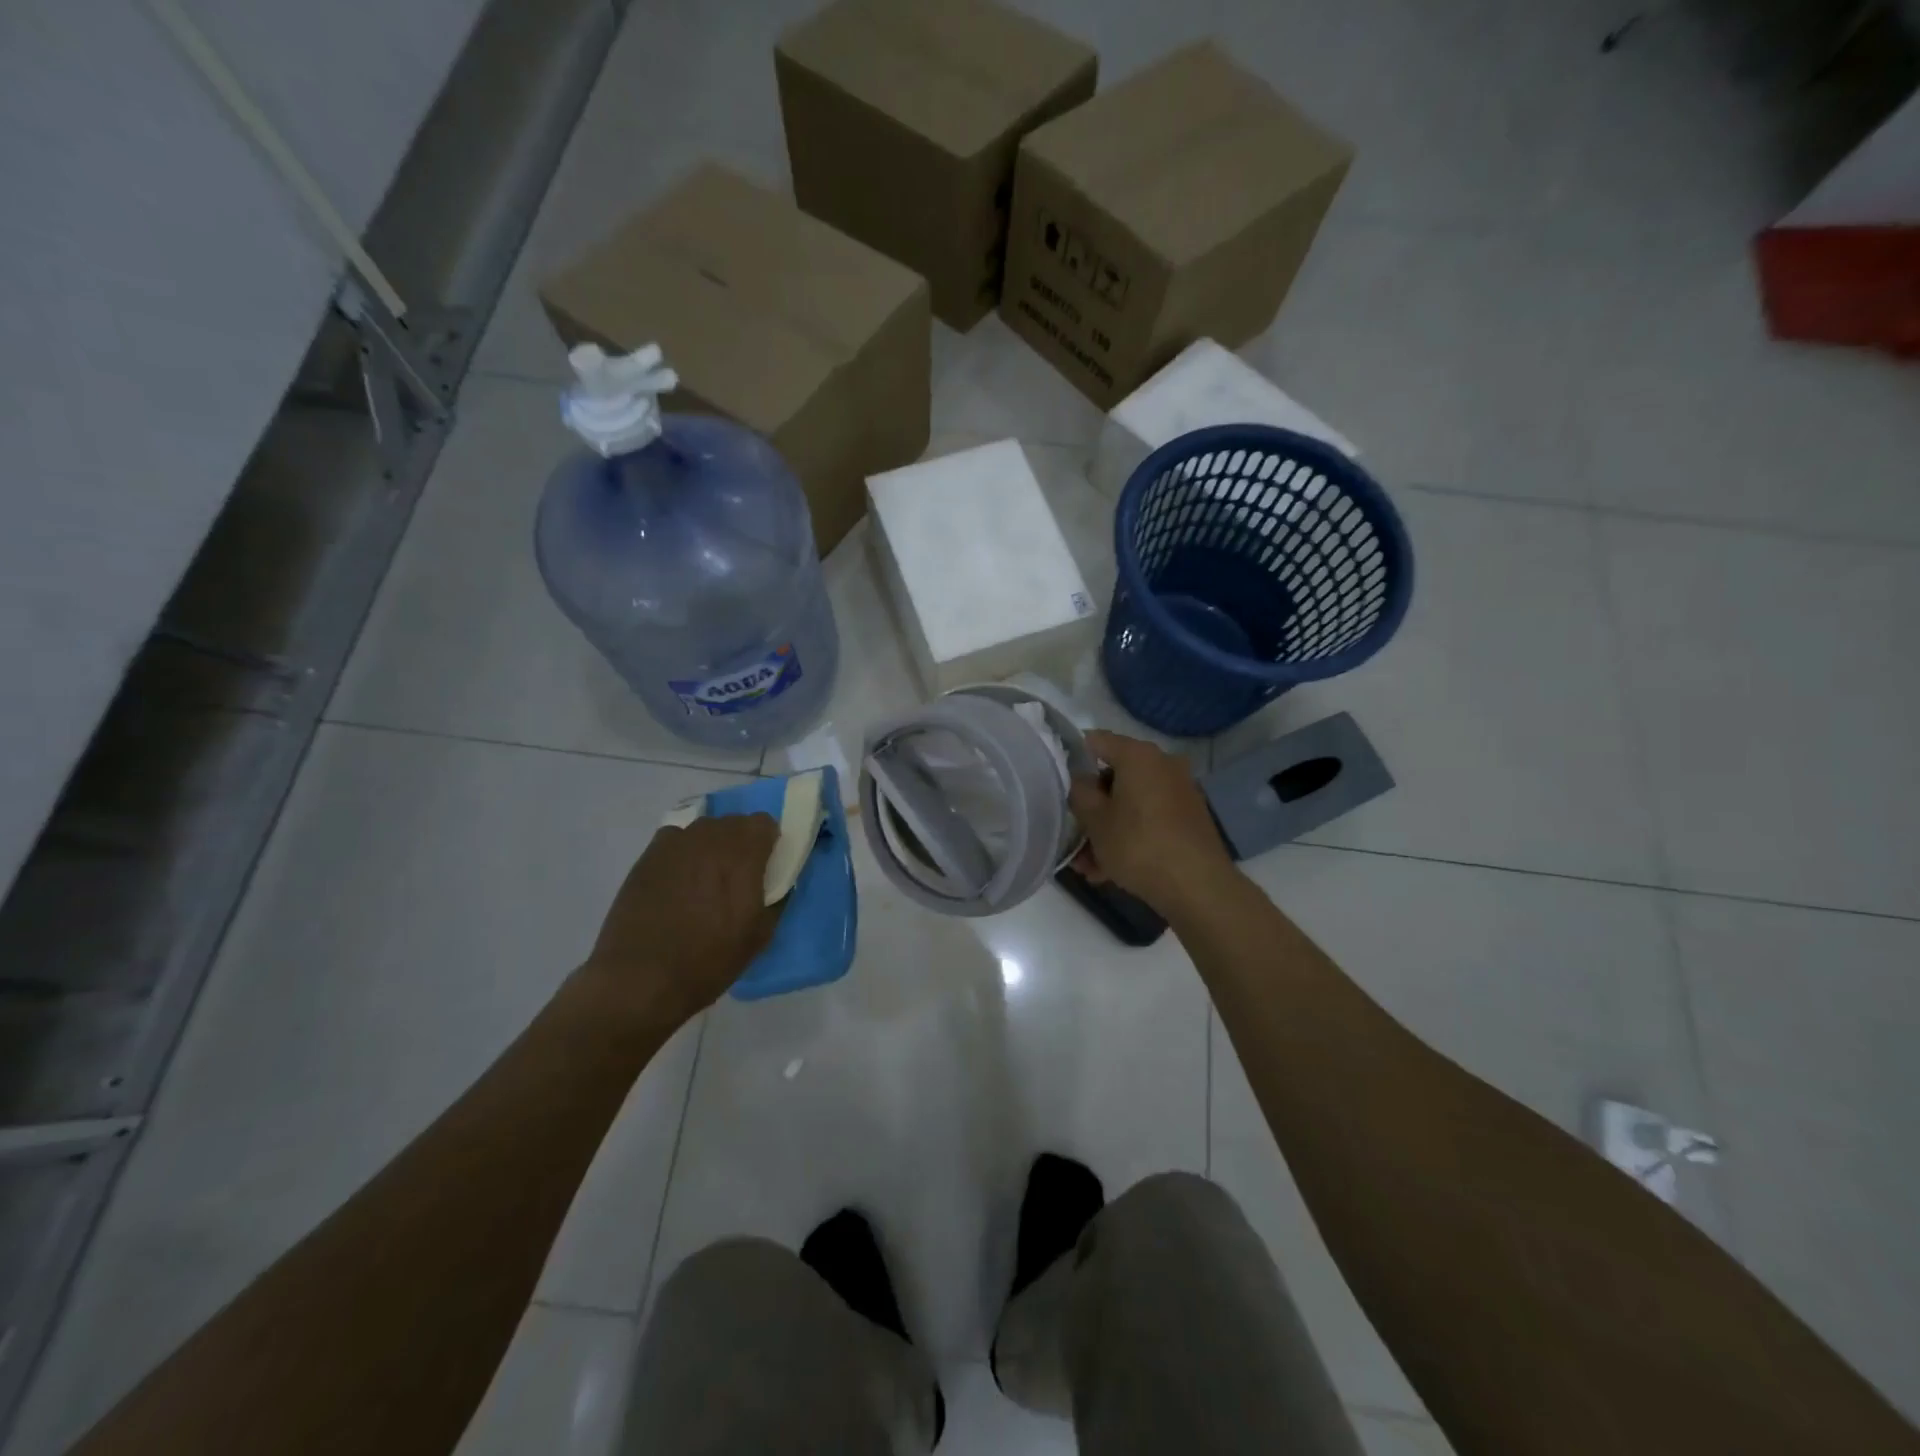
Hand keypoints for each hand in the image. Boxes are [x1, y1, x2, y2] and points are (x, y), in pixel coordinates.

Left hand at [577, 813, 780, 1026]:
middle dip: (740, 844)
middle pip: (733, 823)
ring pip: (703, 830)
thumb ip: (776, 898)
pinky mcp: (647, 856)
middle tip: (737, 877)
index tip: (765, 867)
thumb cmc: (708, 960)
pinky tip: (677, 883)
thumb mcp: (759, 936)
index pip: (763, 823)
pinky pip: (675, 842)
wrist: (639, 979)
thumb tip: (778, 882)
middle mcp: (708, 838)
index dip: (768, 842)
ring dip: (711, 847)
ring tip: (705, 881)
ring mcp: (674, 844)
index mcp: (741, 854)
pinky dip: (683, 855)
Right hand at [1069, 730, 1236, 919]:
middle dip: (1091, 807)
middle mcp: (1162, 764)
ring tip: (1087, 866)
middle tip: (1072, 835)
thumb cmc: (1138, 845)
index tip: (1058, 784)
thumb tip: (1081, 780)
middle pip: (1114, 777)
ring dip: (1106, 829)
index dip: (1072, 759)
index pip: (1095, 741)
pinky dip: (1129, 836)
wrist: (1198, 887)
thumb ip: (1079, 792)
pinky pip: (1148, 819)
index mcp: (1138, 755)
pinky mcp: (1188, 818)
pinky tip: (1109, 870)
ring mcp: (1179, 791)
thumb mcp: (1095, 820)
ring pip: (1130, 803)